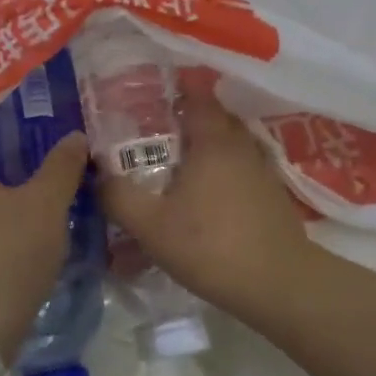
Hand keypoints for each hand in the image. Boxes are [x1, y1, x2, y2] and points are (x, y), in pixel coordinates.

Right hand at [97, 94, 315, 323]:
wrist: (277, 283)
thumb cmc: (210, 246)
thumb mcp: (151, 226)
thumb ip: (119, 197)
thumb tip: (99, 175)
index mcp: (213, 141)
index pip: (197, 96)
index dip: (174, 92)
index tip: (149, 99)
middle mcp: (241, 146)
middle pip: (214, 119)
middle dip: (187, 121)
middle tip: (156, 135)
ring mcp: (262, 170)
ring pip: (230, 146)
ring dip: (206, 150)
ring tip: (177, 167)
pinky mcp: (273, 195)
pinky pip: (242, 170)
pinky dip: (223, 173)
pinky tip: (206, 198)